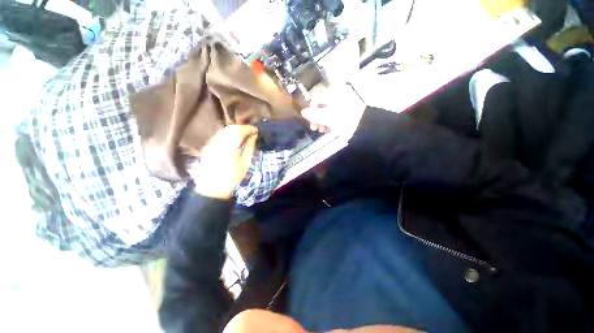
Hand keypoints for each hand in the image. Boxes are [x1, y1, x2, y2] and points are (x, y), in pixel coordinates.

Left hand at [192, 125, 257, 199]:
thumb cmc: (233, 178)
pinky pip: (219, 135)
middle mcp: (218, 142)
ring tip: (243, 135)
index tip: (256, 130)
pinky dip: (227, 134)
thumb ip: (250, 147)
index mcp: (229, 147)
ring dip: (235, 130)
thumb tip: (254, 136)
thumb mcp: (245, 163)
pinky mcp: (207, 147)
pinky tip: (233, 140)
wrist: (214, 189)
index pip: (239, 131)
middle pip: (230, 128)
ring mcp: (211, 144)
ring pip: (224, 130)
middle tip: (251, 132)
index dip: (248, 128)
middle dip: (242, 128)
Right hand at [301, 84, 365, 134]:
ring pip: (327, 111)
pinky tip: (328, 129)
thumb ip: (314, 115)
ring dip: (322, 121)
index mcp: (333, 94)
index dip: (311, 111)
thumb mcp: (328, 118)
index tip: (309, 121)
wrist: (365, 127)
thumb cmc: (345, 120)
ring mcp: (342, 104)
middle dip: (316, 118)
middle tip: (315, 128)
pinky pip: (333, 115)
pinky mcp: (346, 111)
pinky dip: (329, 122)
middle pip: (321, 106)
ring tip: (322, 130)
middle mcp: (337, 96)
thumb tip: (303, 112)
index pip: (316, 99)